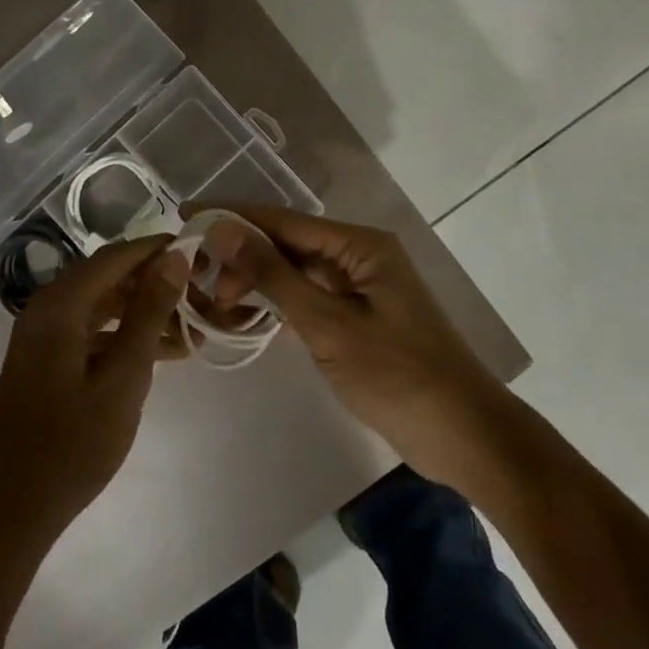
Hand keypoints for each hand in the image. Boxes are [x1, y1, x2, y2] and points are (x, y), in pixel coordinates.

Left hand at [0, 236, 190, 546]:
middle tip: (204, 296)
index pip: (118, 256)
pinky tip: (164, 354)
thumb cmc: (70, 444)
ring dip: (145, 313)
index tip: (203, 253)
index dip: (160, 250)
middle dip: (157, 283)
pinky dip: (126, 337)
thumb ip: (149, 313)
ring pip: (104, 306)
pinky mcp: (47, 359)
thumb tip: (174, 256)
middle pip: (110, 278)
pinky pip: (93, 332)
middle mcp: (48, 308)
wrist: (10, 508)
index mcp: (60, 304)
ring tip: (194, 330)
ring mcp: (44, 335)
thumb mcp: (123, 377)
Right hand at [192, 204, 505, 483]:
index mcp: (360, 245)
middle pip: (287, 243)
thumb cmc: (397, 374)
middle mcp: (359, 256)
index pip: (283, 219)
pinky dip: (276, 307)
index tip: (185, 215)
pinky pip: (307, 299)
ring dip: (255, 283)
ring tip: (214, 302)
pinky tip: (245, 318)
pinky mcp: (357, 318)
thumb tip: (222, 228)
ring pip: (294, 273)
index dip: (232, 216)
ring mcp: (359, 288)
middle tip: (197, 281)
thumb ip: (273, 275)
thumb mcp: (327, 324)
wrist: (462, 434)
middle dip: (241, 256)